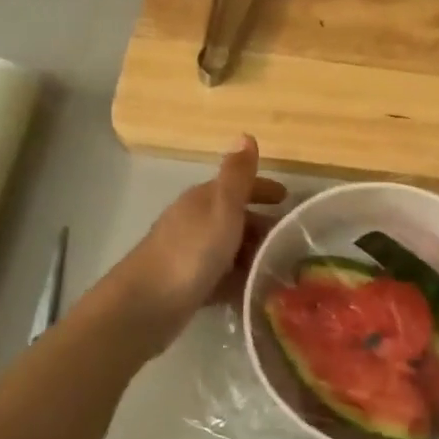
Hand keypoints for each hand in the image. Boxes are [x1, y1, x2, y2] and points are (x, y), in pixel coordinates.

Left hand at [115, 136, 286, 345]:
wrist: (145, 305)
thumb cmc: (191, 252)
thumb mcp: (222, 209)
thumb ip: (237, 176)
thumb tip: (245, 133)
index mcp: (202, 200)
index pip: (237, 186)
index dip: (263, 189)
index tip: (288, 199)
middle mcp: (194, 222)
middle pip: (234, 218)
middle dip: (262, 226)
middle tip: (292, 241)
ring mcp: (189, 254)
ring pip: (228, 248)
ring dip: (252, 255)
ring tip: (281, 269)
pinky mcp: (186, 285)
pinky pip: (221, 276)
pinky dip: (238, 279)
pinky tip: (255, 292)